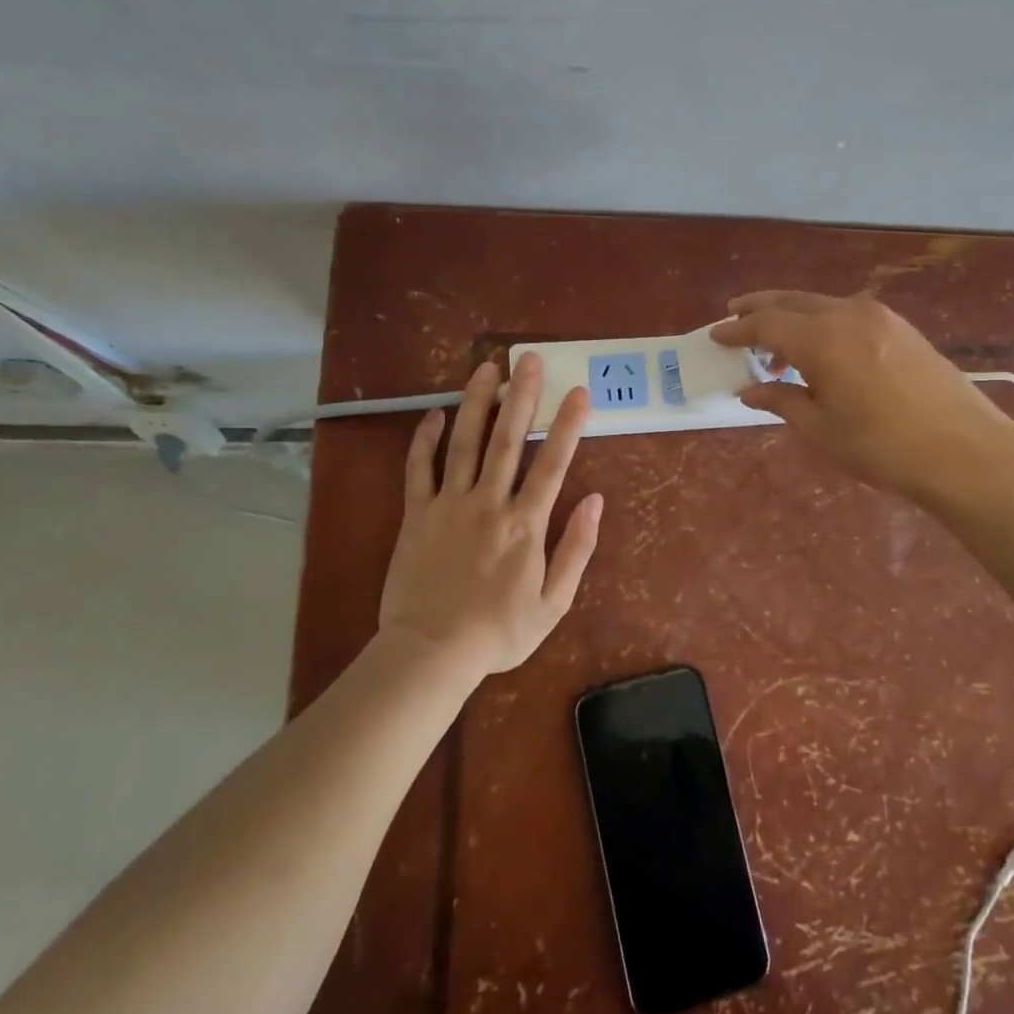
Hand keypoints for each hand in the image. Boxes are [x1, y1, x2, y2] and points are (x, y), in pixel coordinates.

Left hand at [378, 353, 603, 677]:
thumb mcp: (553, 603)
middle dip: (522, 397)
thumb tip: (597, 502)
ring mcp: (448, 505)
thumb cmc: (498, 632)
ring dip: (477, 403)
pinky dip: (425, 439)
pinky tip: (435, 413)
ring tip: (487, 369)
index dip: (567, 425)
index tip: (578, 392)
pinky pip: (419, 469)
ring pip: (464, 443)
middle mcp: (488, 503)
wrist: (431, 653)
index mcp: (525, 525)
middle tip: (530, 360)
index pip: (552, 464)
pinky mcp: (417, 514)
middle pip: (506, 440)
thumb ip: (577, 549)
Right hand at [711, 291, 1013, 501]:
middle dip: (759, 308)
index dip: (737, 330)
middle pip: (792, 301)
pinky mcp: (901, 327)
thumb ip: (783, 401)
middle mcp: (848, 315)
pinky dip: (822, 322)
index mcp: (822, 340)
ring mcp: (879, 317)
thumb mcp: (823, 430)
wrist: (965, 450)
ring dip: (792, 317)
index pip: (766, 324)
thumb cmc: (884, 447)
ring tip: (775, 347)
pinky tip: (821, 350)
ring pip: (821, 304)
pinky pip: (847, 313)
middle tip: (735, 317)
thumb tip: (751, 389)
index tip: (715, 335)